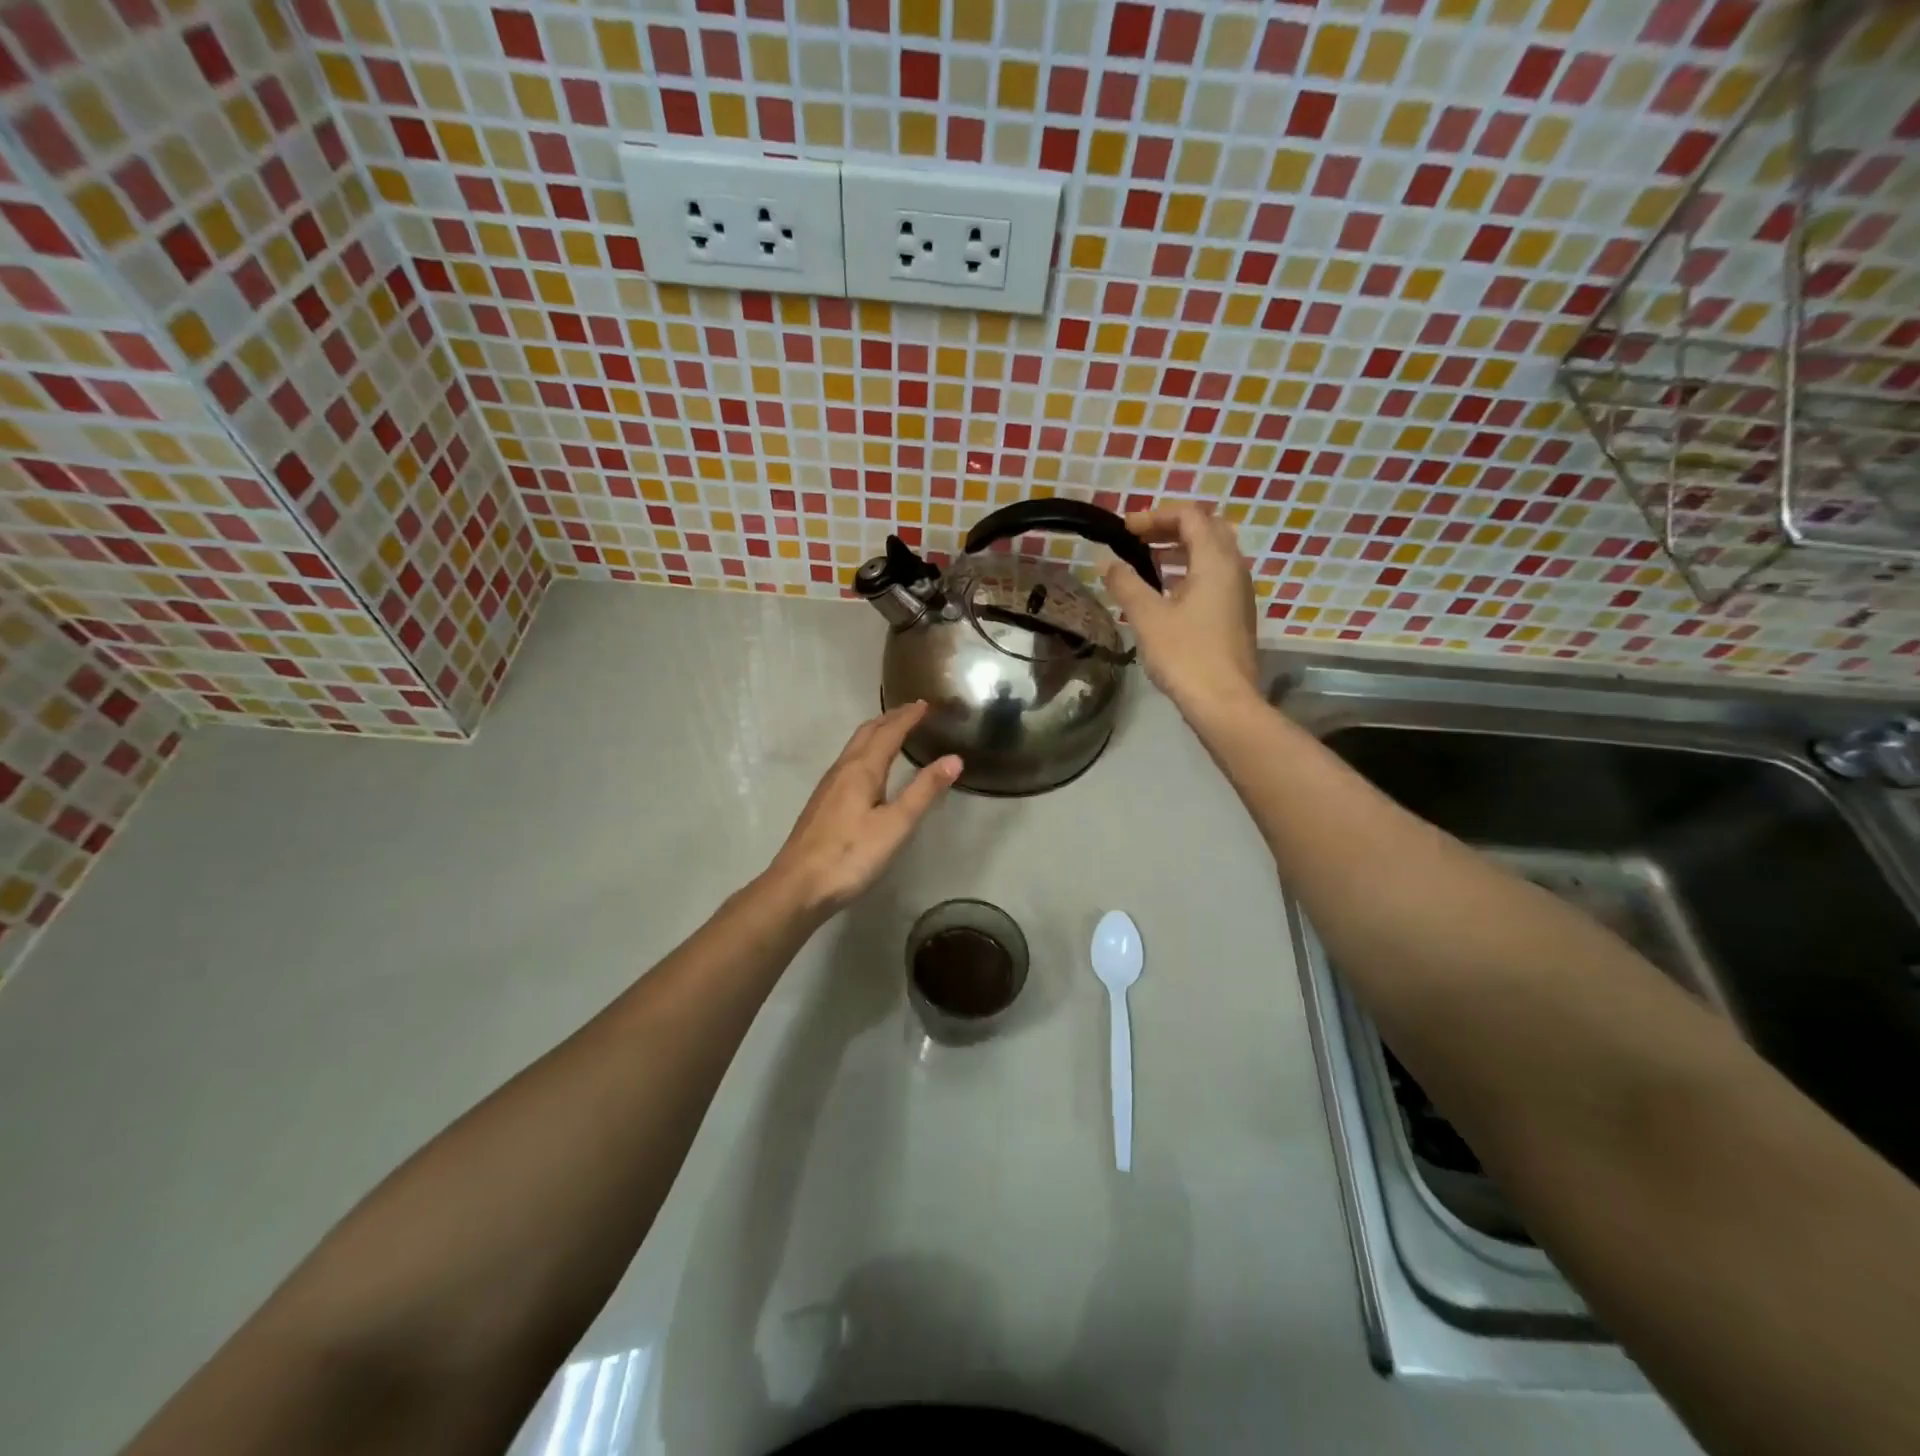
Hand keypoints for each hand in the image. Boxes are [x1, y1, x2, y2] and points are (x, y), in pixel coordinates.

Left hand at [763, 701, 960, 919]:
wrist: (797, 886)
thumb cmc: (850, 855)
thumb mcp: (895, 825)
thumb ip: (923, 791)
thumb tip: (954, 759)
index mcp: (862, 769)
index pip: (888, 733)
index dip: (908, 717)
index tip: (925, 703)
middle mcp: (842, 770)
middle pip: (867, 733)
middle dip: (890, 718)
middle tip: (911, 710)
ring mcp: (828, 786)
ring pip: (855, 747)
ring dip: (876, 733)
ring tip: (893, 730)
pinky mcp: (822, 803)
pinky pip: (848, 762)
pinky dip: (865, 751)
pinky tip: (868, 768)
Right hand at [1104, 501, 1259, 715]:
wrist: (1224, 702)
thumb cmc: (1185, 655)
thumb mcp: (1147, 617)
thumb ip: (1126, 584)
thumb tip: (1107, 562)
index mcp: (1216, 562)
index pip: (1191, 516)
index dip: (1156, 516)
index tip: (1126, 530)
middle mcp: (1234, 569)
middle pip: (1207, 530)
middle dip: (1171, 528)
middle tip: (1139, 539)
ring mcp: (1238, 593)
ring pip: (1212, 554)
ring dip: (1180, 550)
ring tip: (1147, 563)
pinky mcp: (1235, 615)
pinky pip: (1214, 578)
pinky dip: (1189, 572)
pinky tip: (1165, 594)